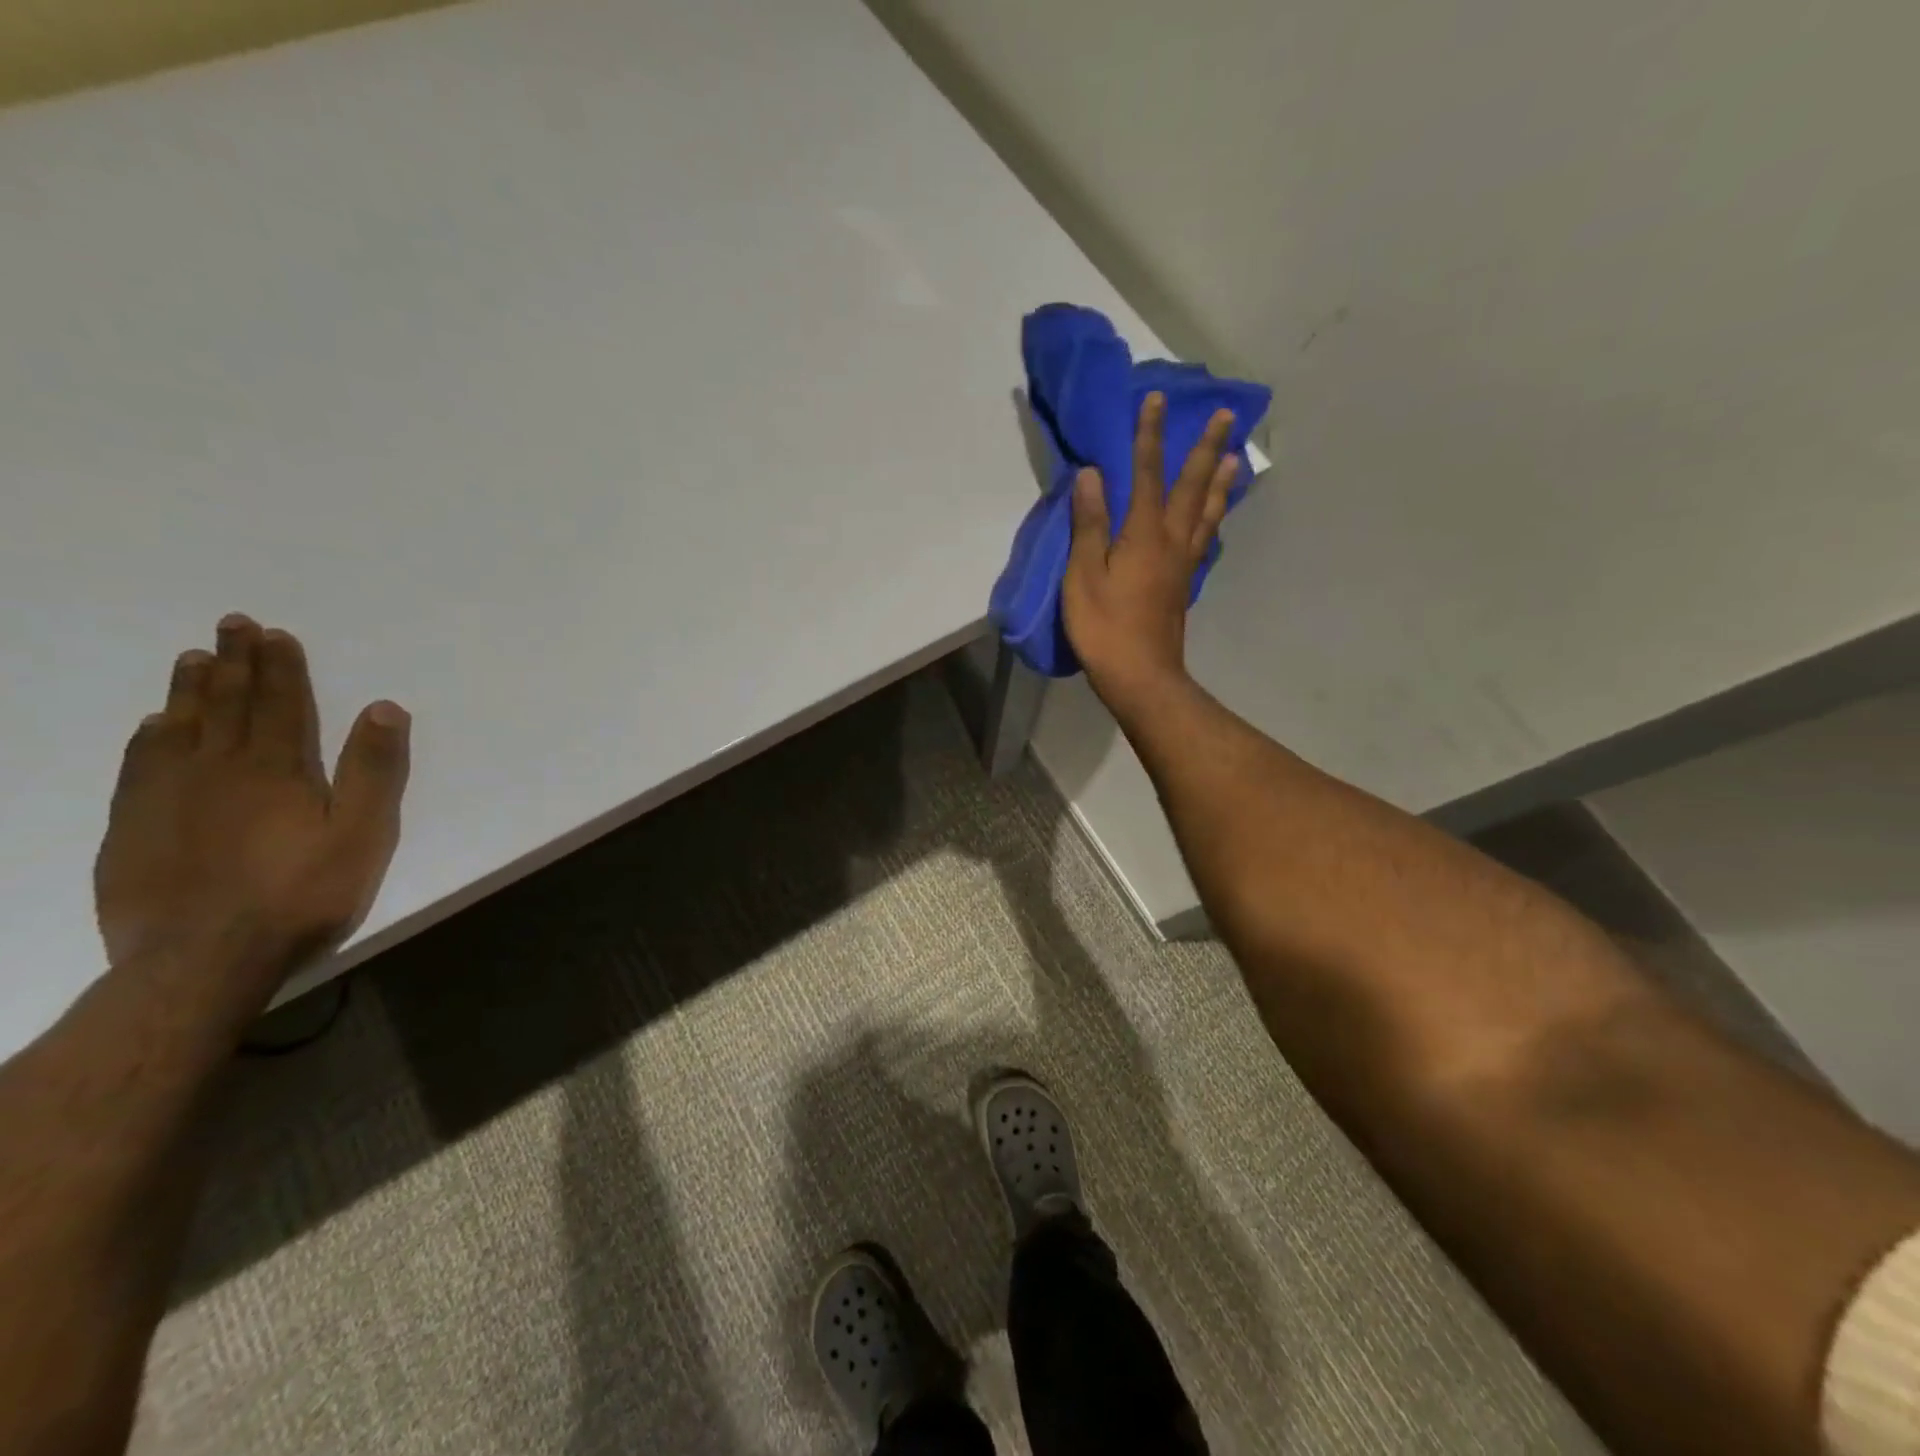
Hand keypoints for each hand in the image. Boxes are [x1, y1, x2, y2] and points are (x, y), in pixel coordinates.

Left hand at [94, 614, 410, 978]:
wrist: (201, 960)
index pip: (281, 704)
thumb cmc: (301, 894)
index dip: (280, 667)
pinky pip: (140, 764)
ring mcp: (167, 796)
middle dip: (234, 662)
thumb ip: (373, 771)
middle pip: (228, 704)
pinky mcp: (133, 826)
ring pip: (179, 726)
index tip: (274, 633)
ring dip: (190, 689)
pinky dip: (150, 736)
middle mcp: (217, 769)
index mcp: (277, 769)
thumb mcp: (361, 834)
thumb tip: (383, 707)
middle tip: (230, 624)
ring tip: (193, 658)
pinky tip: (154, 725)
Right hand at [1060, 392, 1239, 707]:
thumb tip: (1092, 475)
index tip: (1157, 399)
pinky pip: (1205, 539)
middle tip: (1227, 416)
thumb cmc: (1104, 627)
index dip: (1150, 436)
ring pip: (1207, 513)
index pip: (1147, 475)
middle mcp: (1172, 541)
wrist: (1140, 676)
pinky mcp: (1184, 585)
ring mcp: (1183, 564)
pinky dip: (1214, 518)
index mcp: (1144, 535)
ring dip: (1220, 482)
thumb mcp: (1083, 575)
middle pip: (1192, 487)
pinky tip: (1215, 516)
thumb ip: (1089, 525)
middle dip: (1206, 449)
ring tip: (1235, 457)